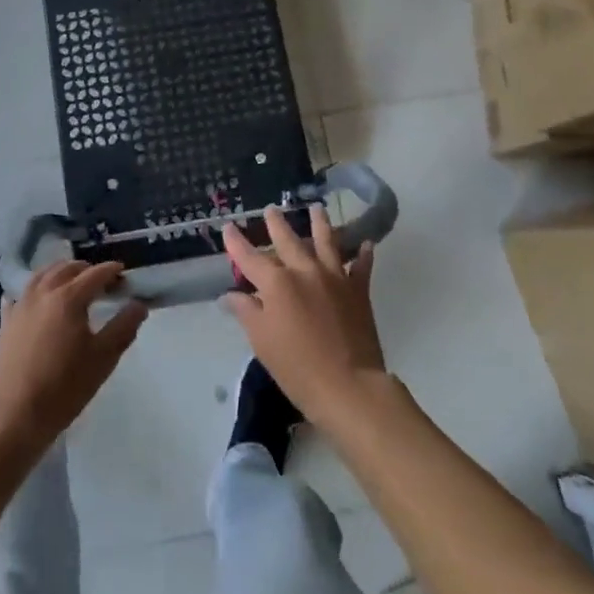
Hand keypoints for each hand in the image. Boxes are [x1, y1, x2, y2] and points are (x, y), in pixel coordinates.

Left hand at [0, 261, 146, 455]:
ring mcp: (20, 306)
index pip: (95, 274)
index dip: (111, 271)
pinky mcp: (5, 323)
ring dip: (58, 272)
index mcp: (69, 297)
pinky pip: (18, 295)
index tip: (123, 274)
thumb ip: (124, 327)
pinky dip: (31, 291)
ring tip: (69, 280)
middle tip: (100, 280)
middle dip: (86, 269)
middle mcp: (43, 293)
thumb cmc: (65, 386)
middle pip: (66, 269)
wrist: (15, 414)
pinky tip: (33, 298)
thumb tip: (139, 304)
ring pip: (41, 276)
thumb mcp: (104, 358)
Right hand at [223, 205, 386, 432]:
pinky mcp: (358, 290)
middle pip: (288, 240)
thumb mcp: (262, 341)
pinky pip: (361, 266)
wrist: (349, 385)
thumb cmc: (297, 367)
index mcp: (276, 283)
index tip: (228, 226)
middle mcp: (304, 271)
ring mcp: (334, 277)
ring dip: (320, 223)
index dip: (237, 242)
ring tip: (317, 208)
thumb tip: (230, 295)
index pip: (250, 257)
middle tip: (271, 209)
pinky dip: (362, 254)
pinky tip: (365, 243)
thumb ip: (246, 312)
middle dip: (277, 224)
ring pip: (326, 241)